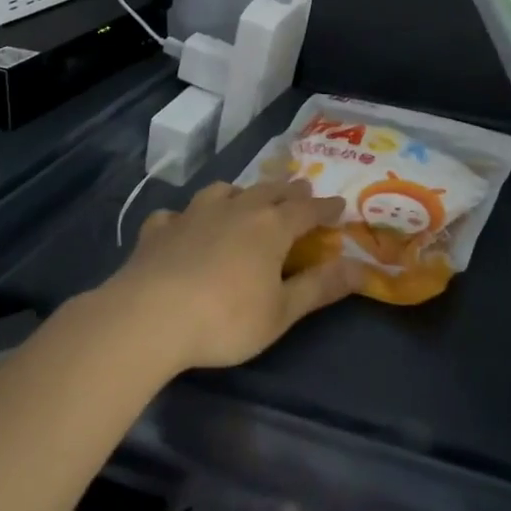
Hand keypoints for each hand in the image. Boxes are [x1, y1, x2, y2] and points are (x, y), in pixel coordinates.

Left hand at [108, 179, 357, 372]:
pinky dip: (185, 218)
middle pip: (270, 190)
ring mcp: (194, 214)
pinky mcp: (159, 229)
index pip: (307, 210)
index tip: (340, 205)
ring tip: (245, 199)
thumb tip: (362, 268)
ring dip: (241, 193)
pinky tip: (181, 227)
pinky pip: (176, 214)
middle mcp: (236, 209)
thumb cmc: (225, 319)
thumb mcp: (281, 312)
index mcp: (271, 226)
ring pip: (224, 191)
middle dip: (289, 191)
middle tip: (300, 190)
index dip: (326, 208)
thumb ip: (320, 287)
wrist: (148, 317)